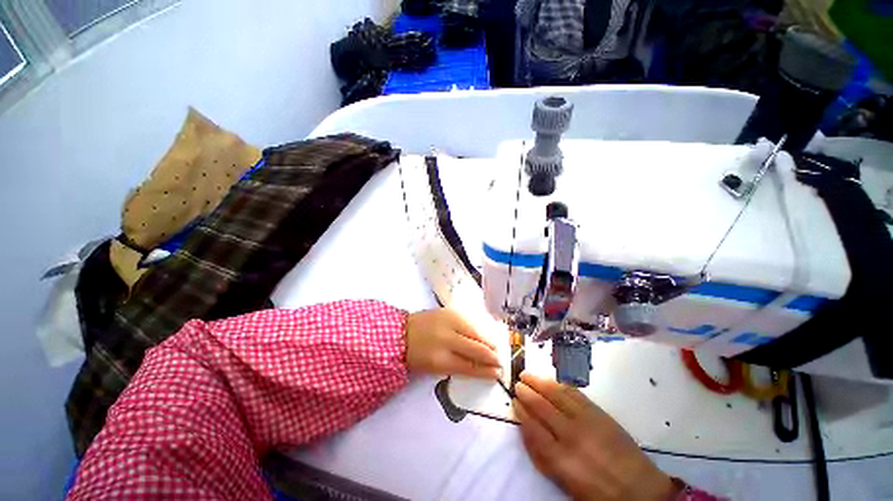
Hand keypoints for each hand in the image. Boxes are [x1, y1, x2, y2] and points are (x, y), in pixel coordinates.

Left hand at [405, 308, 500, 378]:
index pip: (470, 366)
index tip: (497, 373)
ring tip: (495, 348)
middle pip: (476, 349)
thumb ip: (457, 366)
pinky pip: (469, 322)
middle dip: (491, 356)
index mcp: (440, 359)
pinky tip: (483, 335)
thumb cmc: (416, 354)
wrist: (400, 332)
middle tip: (500, 361)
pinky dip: (478, 330)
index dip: (485, 371)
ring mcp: (448, 322)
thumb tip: (479, 367)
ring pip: (475, 333)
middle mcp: (446, 339)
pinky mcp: (449, 312)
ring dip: (487, 341)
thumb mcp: (434, 367)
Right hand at [514, 372, 676, 500]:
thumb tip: (526, 430)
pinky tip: (552, 381)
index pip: (533, 428)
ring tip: (528, 375)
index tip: (514, 401)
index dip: (521, 412)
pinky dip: (560, 385)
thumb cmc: (598, 492)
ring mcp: (586, 420)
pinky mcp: (599, 413)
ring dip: (539, 382)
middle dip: (527, 393)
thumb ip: (543, 456)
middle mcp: (571, 435)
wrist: (640, 489)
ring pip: (556, 394)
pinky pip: (575, 393)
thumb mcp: (565, 482)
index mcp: (561, 459)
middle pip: (542, 407)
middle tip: (517, 383)